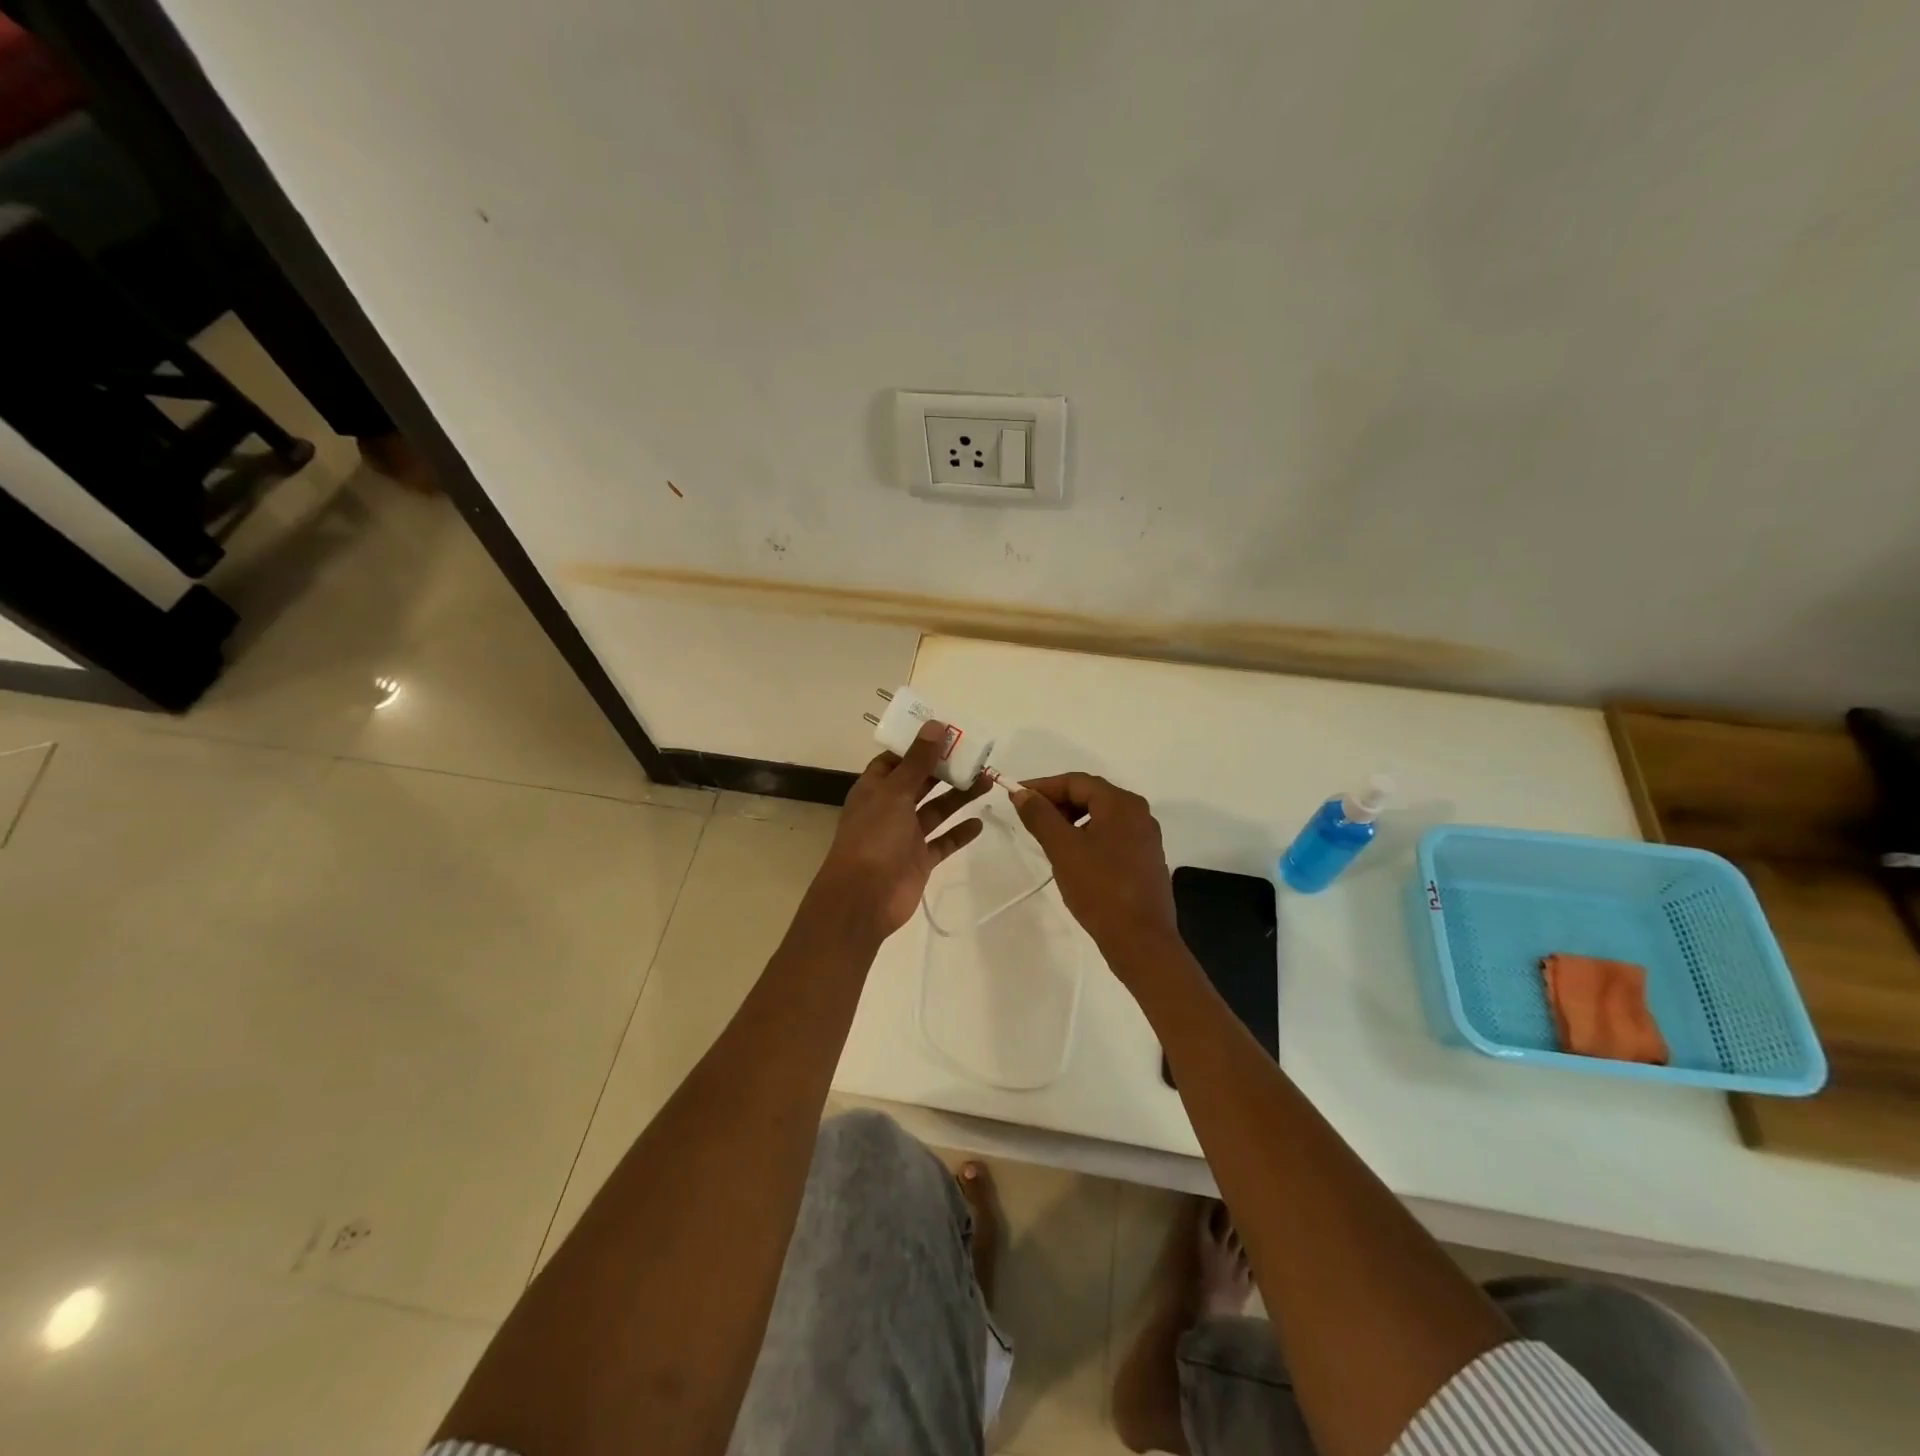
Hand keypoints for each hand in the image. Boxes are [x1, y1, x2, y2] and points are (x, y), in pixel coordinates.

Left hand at [809, 722, 990, 940]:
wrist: (864, 898)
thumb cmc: (874, 838)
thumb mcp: (895, 792)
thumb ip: (917, 761)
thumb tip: (935, 725)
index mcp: (875, 789)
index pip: (895, 760)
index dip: (918, 746)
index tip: (946, 733)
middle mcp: (889, 809)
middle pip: (921, 782)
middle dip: (945, 769)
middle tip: (976, 755)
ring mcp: (905, 835)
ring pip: (936, 810)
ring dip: (959, 796)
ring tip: (987, 780)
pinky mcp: (920, 859)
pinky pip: (944, 842)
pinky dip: (960, 832)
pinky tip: (980, 822)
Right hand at [1010, 773, 1179, 971]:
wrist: (1141, 940)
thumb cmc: (1100, 889)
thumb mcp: (1063, 849)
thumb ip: (1040, 816)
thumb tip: (1022, 793)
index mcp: (1121, 803)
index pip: (1076, 782)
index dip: (1043, 787)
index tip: (1016, 797)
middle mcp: (1138, 813)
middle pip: (1091, 795)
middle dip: (1057, 803)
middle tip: (1030, 819)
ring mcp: (1145, 837)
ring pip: (1101, 816)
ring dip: (1071, 820)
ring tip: (1047, 840)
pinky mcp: (1146, 859)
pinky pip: (1111, 835)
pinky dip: (1087, 836)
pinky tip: (1072, 857)